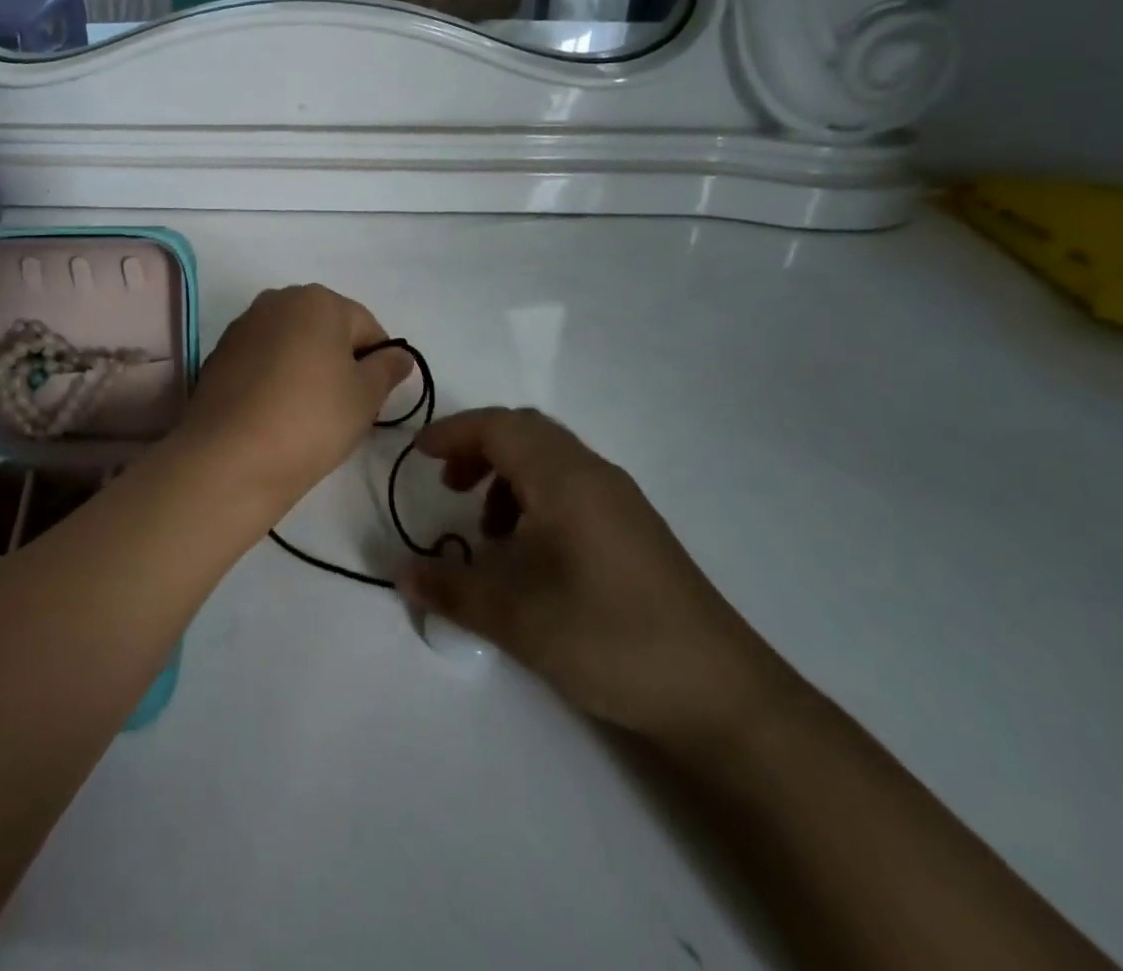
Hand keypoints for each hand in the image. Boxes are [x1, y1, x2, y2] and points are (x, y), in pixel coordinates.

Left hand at [177, 286, 410, 513]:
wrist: (229, 457)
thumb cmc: (311, 419)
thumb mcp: (366, 397)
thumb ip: (389, 368)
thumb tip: (398, 355)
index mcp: (317, 300)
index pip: (366, 326)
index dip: (377, 364)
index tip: (371, 400)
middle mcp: (277, 300)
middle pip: (326, 329)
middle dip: (339, 361)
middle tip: (342, 408)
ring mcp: (243, 325)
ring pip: (292, 344)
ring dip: (306, 368)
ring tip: (305, 414)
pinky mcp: (220, 353)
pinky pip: (262, 360)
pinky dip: (274, 378)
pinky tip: (273, 413)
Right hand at [401, 408, 787, 748]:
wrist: (720, 695)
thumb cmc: (607, 637)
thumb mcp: (514, 617)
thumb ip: (451, 589)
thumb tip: (402, 574)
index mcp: (565, 478)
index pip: (499, 427)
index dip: (454, 433)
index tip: (419, 456)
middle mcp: (594, 474)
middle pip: (525, 433)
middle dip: (478, 450)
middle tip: (449, 487)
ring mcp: (621, 501)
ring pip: (550, 460)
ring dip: (508, 477)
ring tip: (489, 532)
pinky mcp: (635, 530)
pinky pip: (572, 487)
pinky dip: (536, 499)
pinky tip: (532, 554)